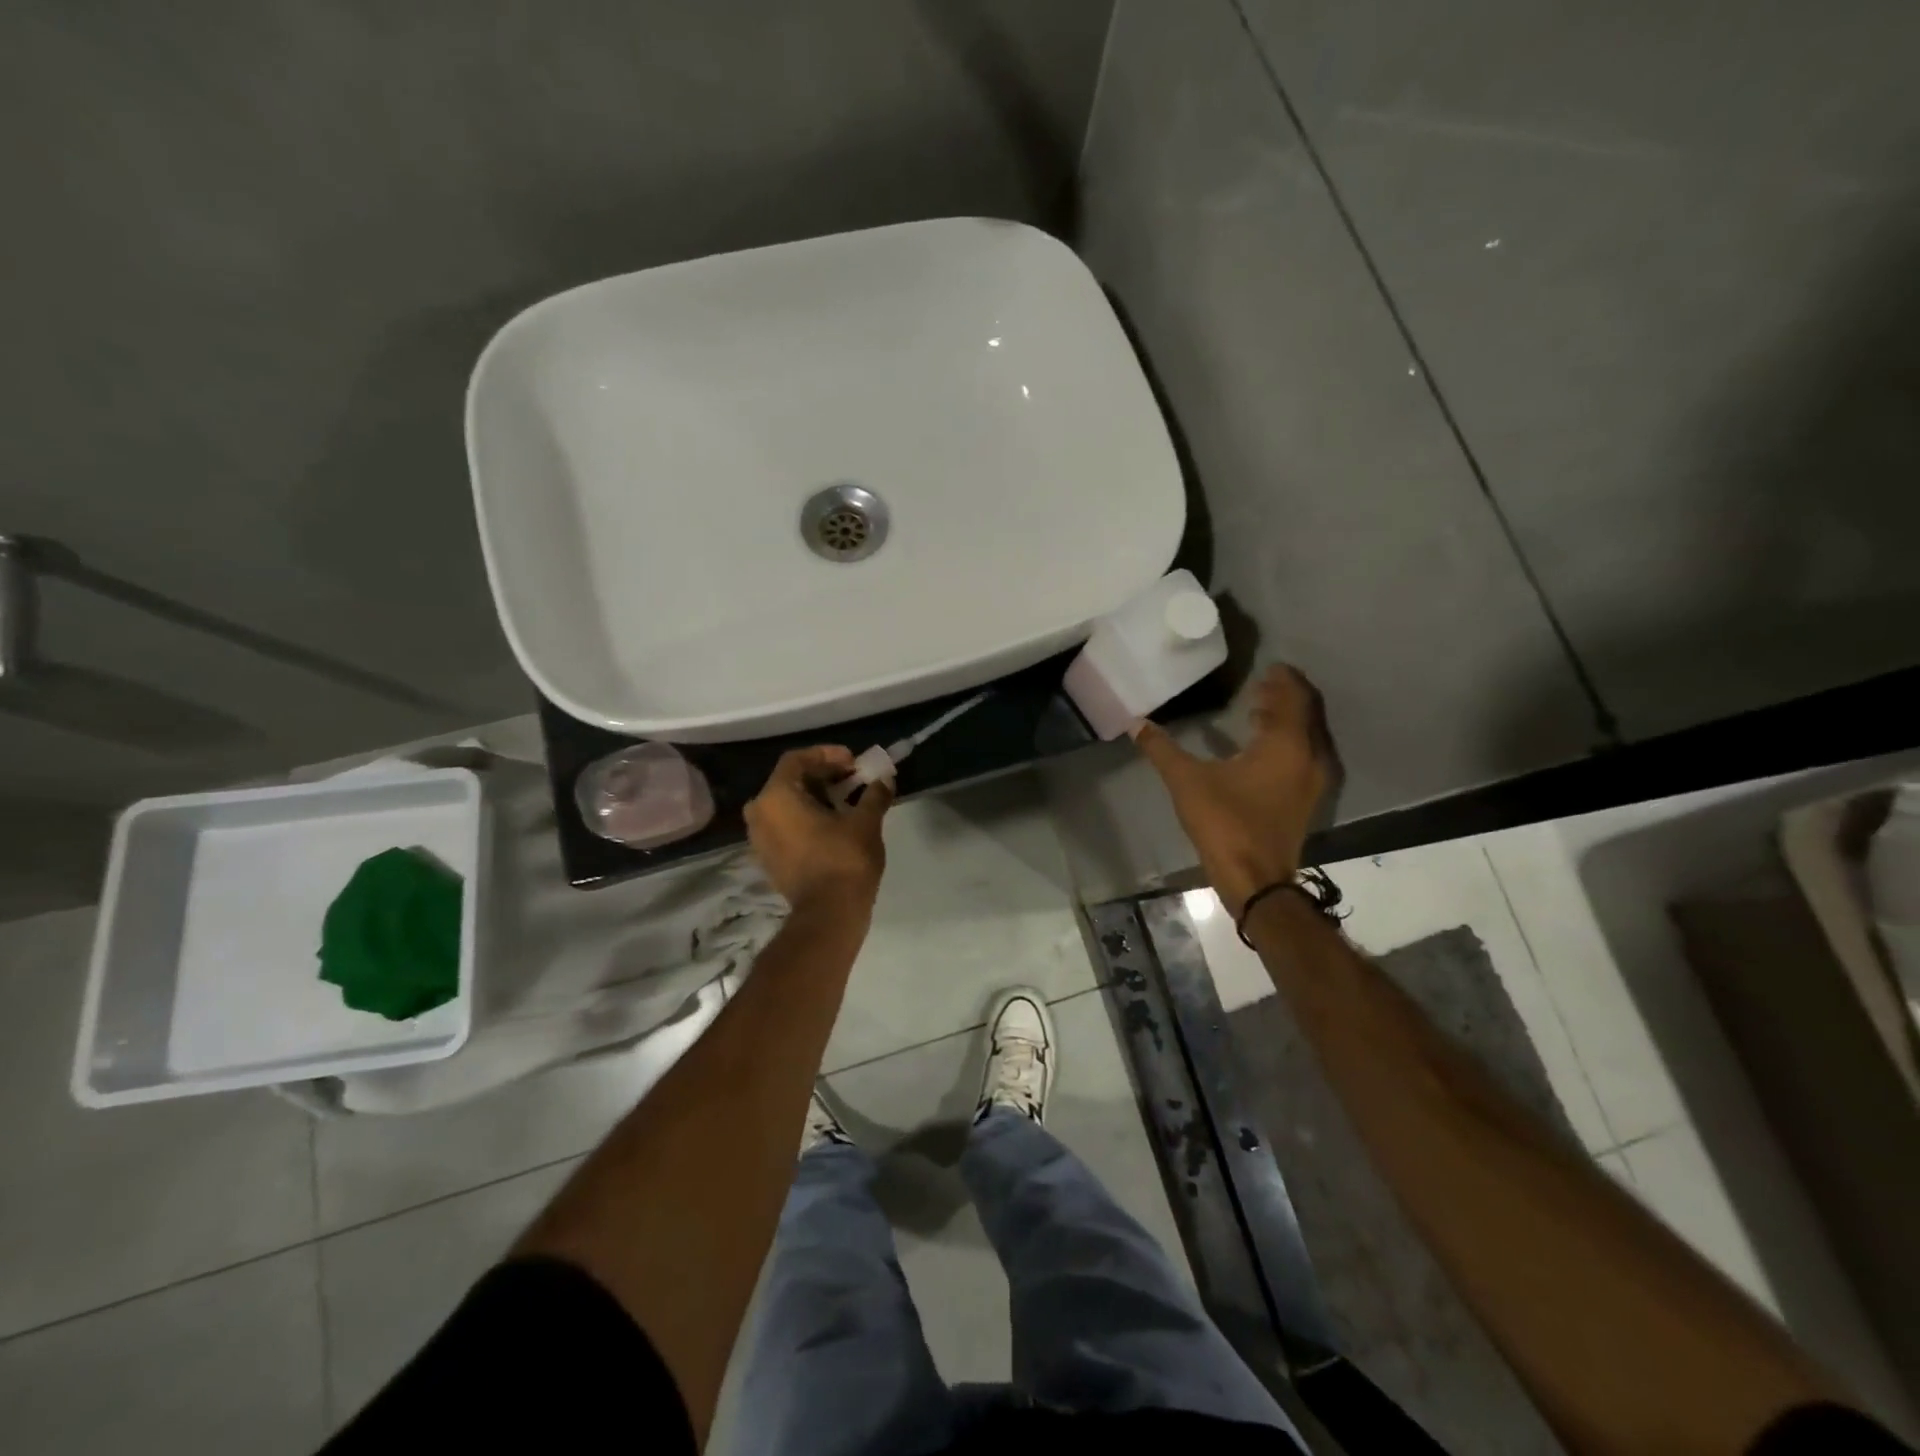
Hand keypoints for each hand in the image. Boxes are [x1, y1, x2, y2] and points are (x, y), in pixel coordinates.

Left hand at [744, 746, 893, 912]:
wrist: (828, 915)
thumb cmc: (844, 860)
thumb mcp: (865, 822)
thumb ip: (873, 794)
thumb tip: (884, 778)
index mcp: (776, 796)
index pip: (797, 759)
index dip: (827, 755)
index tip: (853, 761)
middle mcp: (759, 813)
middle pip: (790, 780)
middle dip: (823, 775)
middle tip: (853, 777)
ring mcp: (759, 838)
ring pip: (786, 804)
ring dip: (815, 797)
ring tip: (846, 799)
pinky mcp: (768, 858)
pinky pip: (784, 825)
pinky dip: (806, 817)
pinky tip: (833, 822)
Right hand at [1133, 664, 1332, 917]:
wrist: (1255, 880)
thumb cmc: (1225, 823)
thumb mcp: (1187, 782)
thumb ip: (1162, 749)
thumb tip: (1136, 723)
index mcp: (1285, 744)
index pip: (1292, 697)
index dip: (1282, 680)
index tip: (1269, 666)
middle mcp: (1308, 757)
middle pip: (1305, 713)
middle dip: (1285, 696)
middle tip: (1263, 684)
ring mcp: (1312, 781)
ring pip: (1306, 736)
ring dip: (1287, 719)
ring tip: (1260, 709)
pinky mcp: (1306, 800)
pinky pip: (1303, 755)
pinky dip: (1288, 742)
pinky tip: (1262, 747)